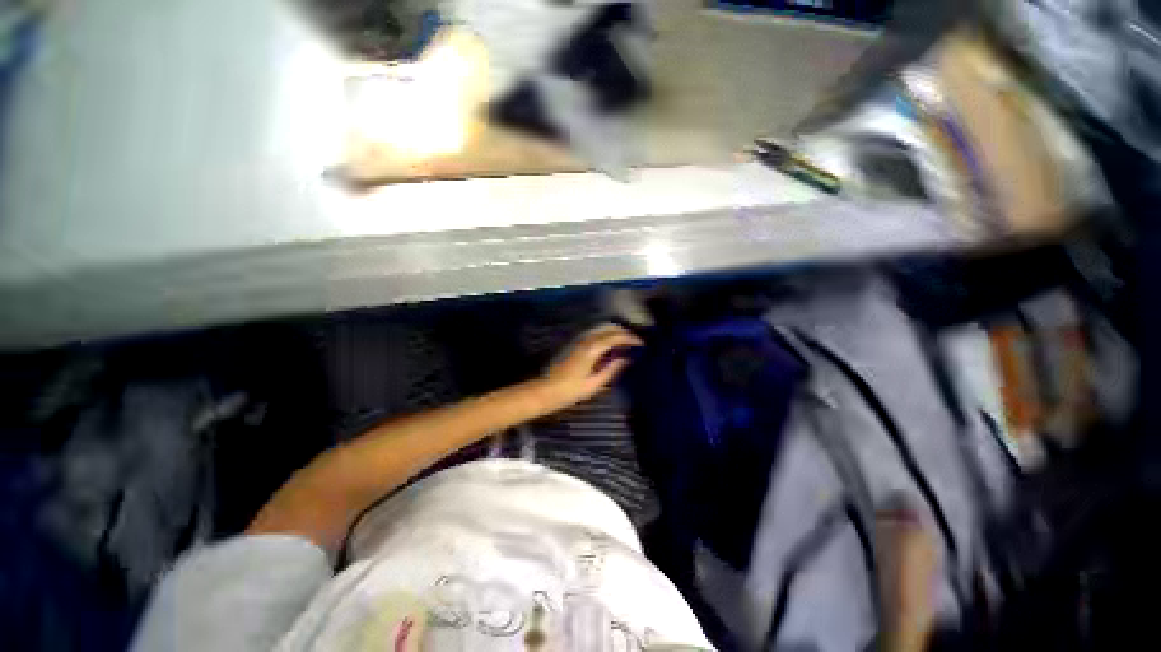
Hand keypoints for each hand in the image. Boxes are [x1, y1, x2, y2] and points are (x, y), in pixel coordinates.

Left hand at [540, 324, 642, 408]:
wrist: (546, 390)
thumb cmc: (570, 390)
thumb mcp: (594, 384)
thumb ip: (611, 369)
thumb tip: (626, 359)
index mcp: (591, 349)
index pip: (615, 337)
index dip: (630, 338)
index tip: (641, 343)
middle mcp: (585, 339)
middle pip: (608, 327)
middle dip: (623, 331)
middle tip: (635, 341)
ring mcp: (578, 339)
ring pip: (600, 328)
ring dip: (614, 331)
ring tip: (625, 342)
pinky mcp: (574, 343)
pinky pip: (593, 332)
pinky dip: (605, 333)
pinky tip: (610, 344)